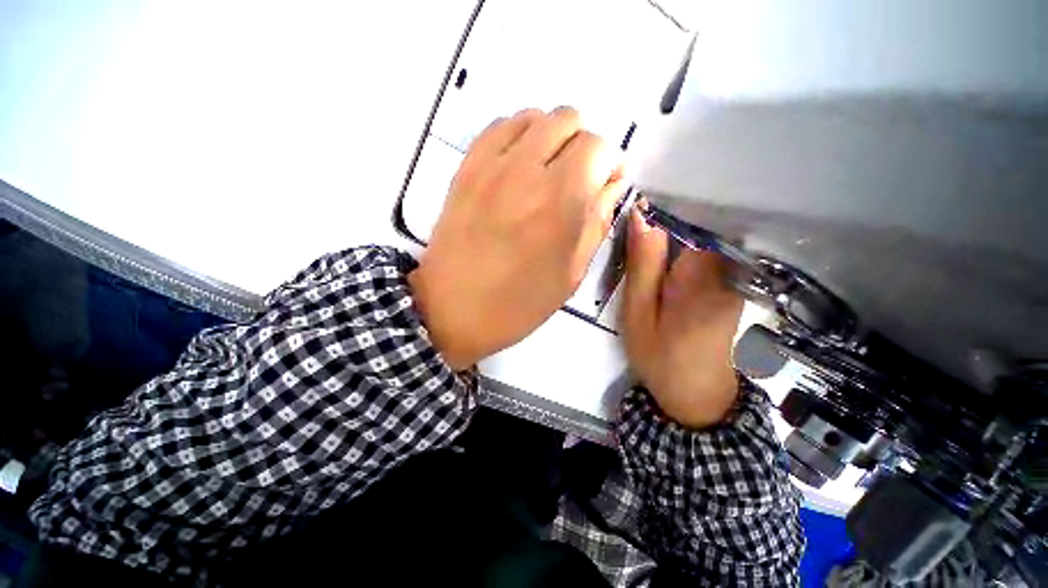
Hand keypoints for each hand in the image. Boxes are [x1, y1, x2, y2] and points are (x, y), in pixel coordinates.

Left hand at [409, 107, 626, 369]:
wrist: (452, 309)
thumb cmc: (518, 303)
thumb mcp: (571, 274)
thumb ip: (597, 223)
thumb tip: (612, 186)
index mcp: (559, 201)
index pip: (599, 147)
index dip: (610, 164)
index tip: (606, 185)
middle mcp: (525, 171)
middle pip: (568, 120)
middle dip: (584, 146)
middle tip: (578, 180)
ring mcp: (490, 165)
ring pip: (535, 116)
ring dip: (552, 138)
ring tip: (549, 172)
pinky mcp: (466, 168)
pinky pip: (499, 127)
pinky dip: (519, 136)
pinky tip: (520, 166)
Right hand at [621, 208, 743, 427]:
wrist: (696, 395)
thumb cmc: (659, 356)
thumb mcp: (638, 312)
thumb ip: (642, 264)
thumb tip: (641, 214)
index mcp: (701, 275)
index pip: (692, 218)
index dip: (665, 202)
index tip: (639, 197)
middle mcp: (727, 268)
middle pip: (701, 222)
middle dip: (668, 211)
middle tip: (635, 211)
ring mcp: (733, 275)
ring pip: (704, 233)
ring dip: (675, 226)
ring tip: (646, 223)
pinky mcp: (731, 283)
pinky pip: (707, 249)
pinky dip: (684, 241)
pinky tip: (664, 245)